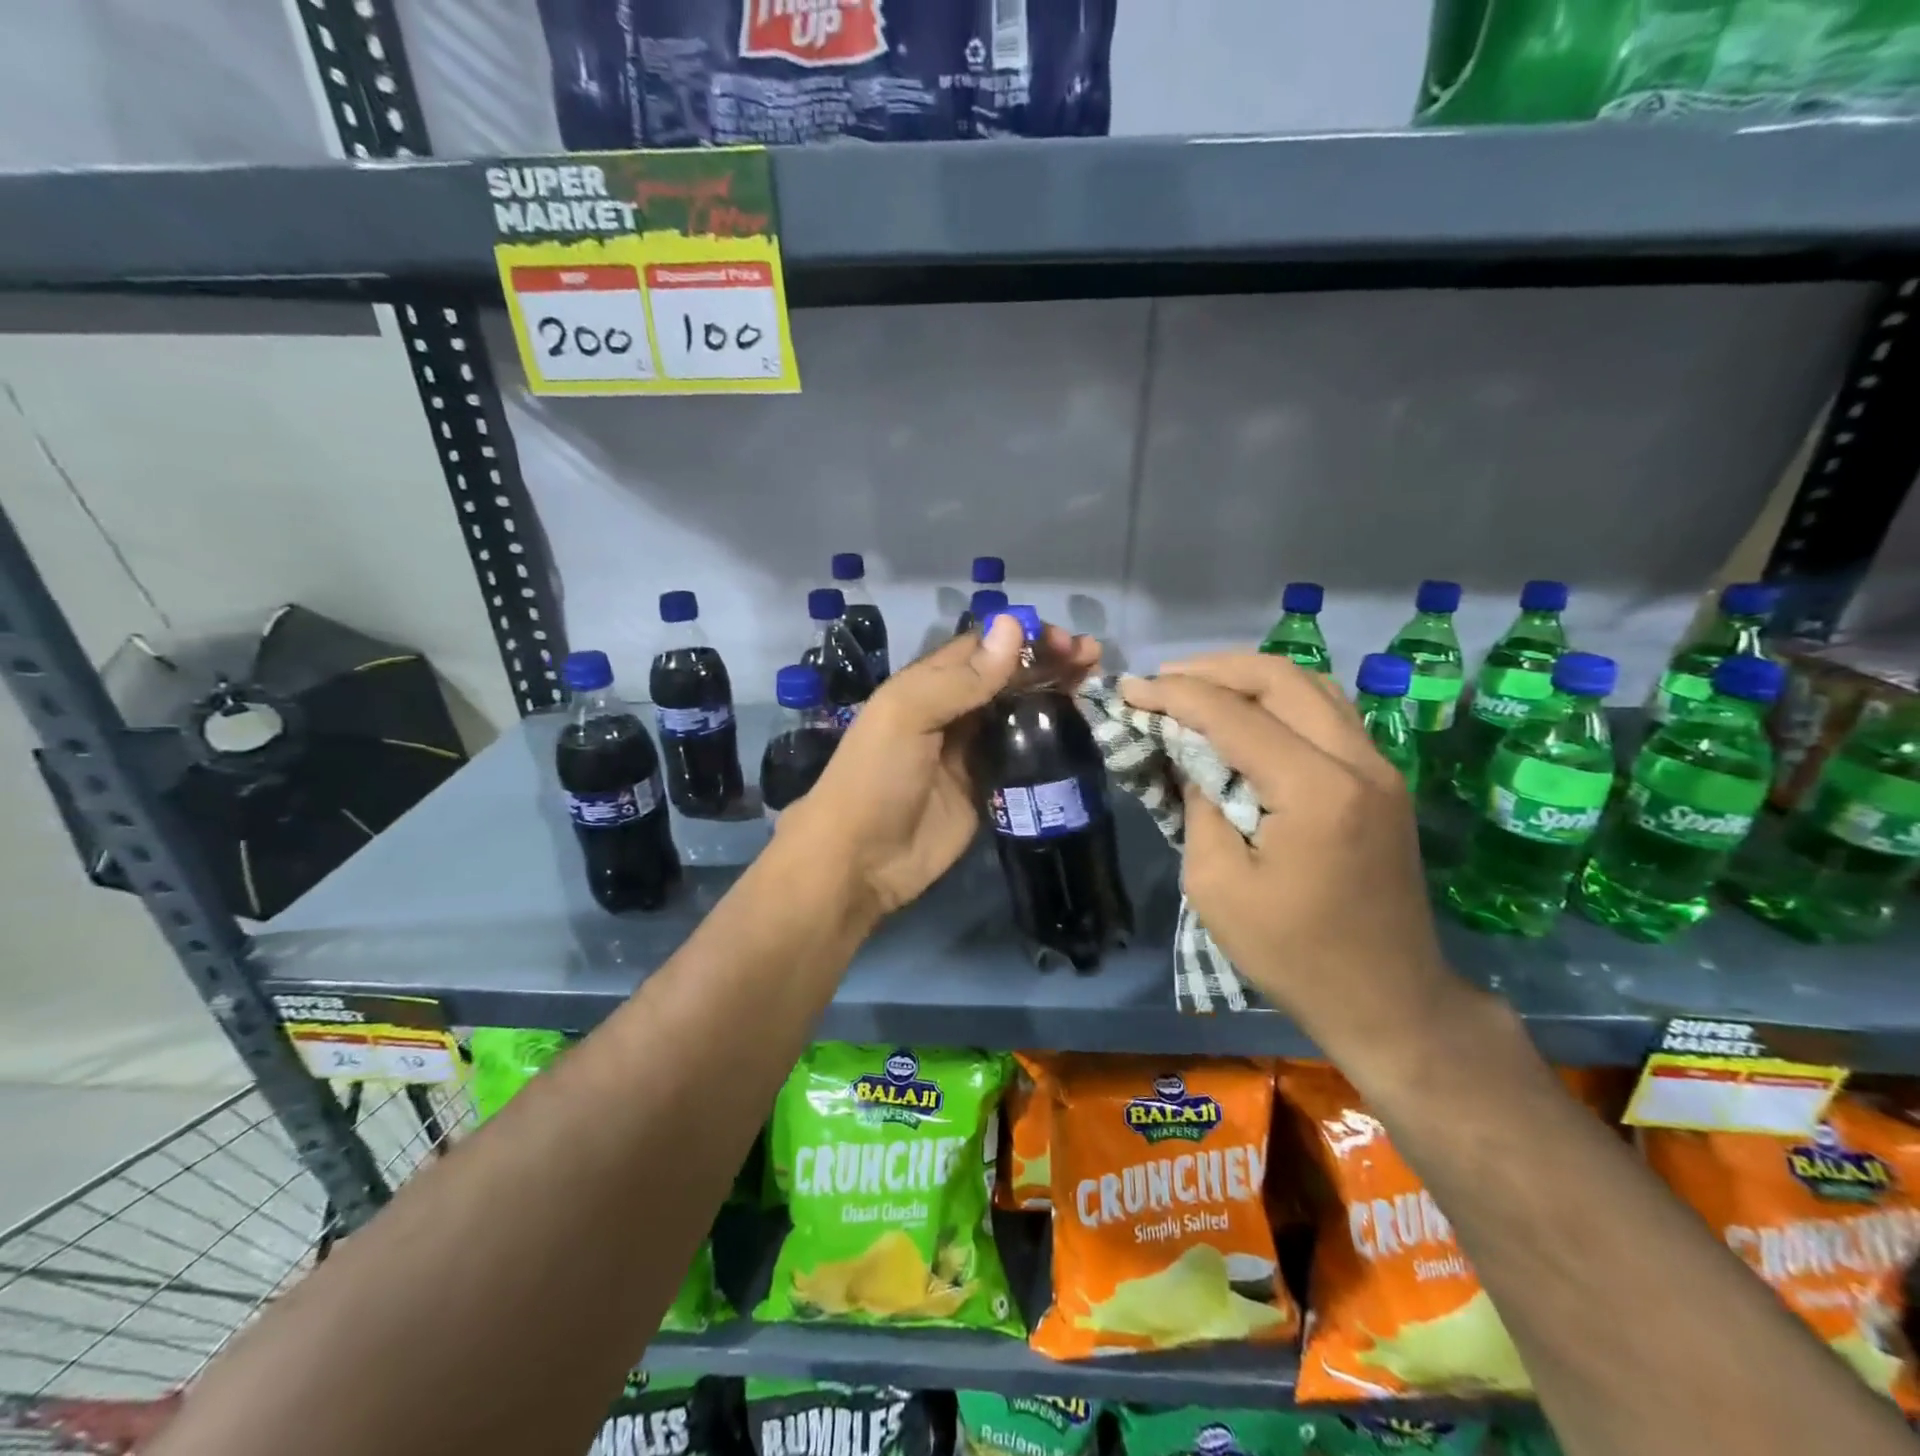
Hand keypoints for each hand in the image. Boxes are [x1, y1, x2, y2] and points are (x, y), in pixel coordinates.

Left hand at [780, 617, 1101, 918]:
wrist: (861, 860)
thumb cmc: (876, 778)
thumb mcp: (907, 715)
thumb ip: (960, 678)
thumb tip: (1011, 625)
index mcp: (929, 684)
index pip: (983, 647)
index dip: (1022, 637)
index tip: (1064, 639)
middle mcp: (954, 711)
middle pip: (1008, 676)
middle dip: (1047, 660)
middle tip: (1091, 656)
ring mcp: (973, 751)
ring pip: (1021, 711)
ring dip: (1055, 693)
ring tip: (1093, 680)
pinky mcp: (990, 787)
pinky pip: (1025, 754)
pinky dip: (1051, 738)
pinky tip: (1079, 727)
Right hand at [1120, 653, 1457, 1055]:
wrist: (1387, 999)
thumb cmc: (1292, 953)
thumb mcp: (1216, 885)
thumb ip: (1199, 806)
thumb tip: (1191, 758)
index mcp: (1316, 791)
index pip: (1235, 715)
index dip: (1175, 695)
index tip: (1129, 688)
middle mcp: (1358, 762)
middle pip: (1281, 679)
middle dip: (1213, 669)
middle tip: (1162, 680)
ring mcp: (1379, 768)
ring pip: (1311, 686)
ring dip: (1249, 678)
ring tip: (1198, 689)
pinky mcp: (1382, 782)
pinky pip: (1328, 713)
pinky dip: (1280, 700)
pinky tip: (1248, 715)